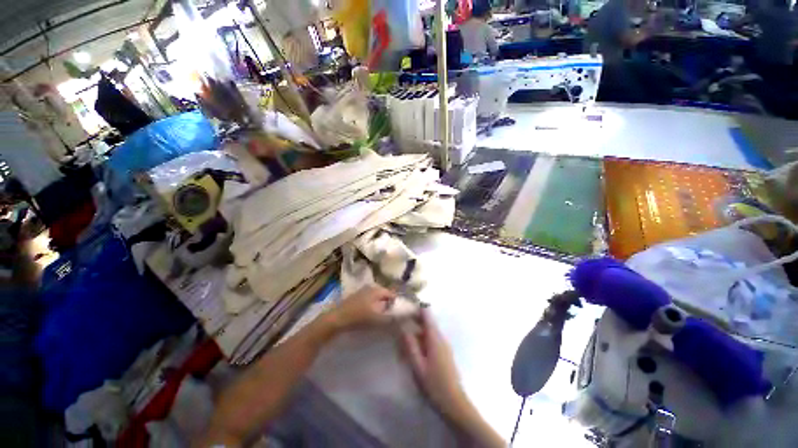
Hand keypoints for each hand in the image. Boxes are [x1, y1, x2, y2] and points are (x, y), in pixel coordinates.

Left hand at [325, 285, 396, 331]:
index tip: (400, 314)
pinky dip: (372, 308)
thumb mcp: (377, 319)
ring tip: (382, 319)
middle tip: (391, 317)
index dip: (397, 304)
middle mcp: (370, 287)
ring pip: (376, 299)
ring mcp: (361, 292)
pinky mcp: (355, 298)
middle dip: (388, 306)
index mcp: (377, 289)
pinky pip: (368, 301)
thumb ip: (391, 318)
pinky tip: (370, 317)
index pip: (392, 294)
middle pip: (384, 296)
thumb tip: (401, 319)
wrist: (336, 320)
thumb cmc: (359, 317)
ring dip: (380, 307)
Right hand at [400, 309, 465, 416]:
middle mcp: (441, 337)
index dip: (416, 307)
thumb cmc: (434, 384)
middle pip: (427, 321)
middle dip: (414, 318)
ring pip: (429, 330)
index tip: (404, 306)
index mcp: (435, 337)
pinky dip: (422, 337)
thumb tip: (402, 326)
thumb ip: (410, 345)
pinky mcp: (444, 351)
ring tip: (403, 333)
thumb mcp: (418, 365)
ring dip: (417, 328)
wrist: (454, 402)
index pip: (426, 314)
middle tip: (400, 320)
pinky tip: (413, 346)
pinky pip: (431, 338)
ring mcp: (444, 344)